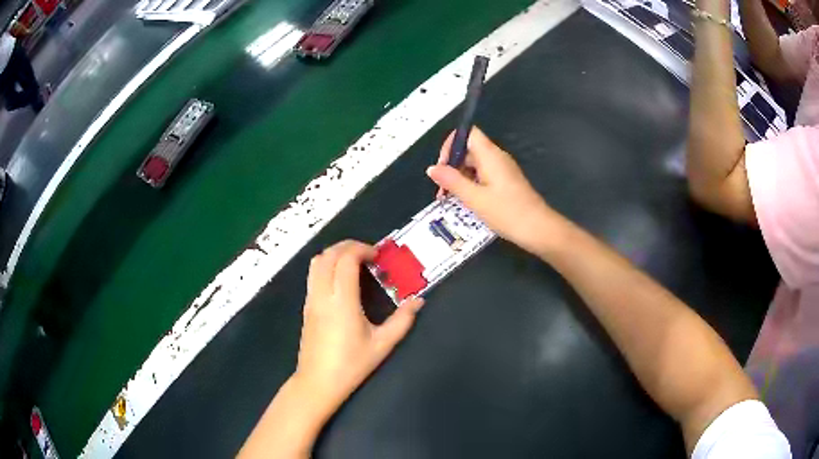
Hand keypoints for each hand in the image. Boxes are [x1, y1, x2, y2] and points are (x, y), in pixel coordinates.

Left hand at [293, 240, 423, 418]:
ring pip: (316, 262)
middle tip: (369, 254)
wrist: (318, 382)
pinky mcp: (306, 306)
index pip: (345, 260)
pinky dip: (326, 265)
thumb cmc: (351, 365)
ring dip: (335, 253)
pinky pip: (312, 275)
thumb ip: (402, 321)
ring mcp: (311, 299)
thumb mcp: (382, 345)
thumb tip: (419, 301)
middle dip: (348, 246)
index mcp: (342, 302)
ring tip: (355, 262)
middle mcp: (322, 295)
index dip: (361, 250)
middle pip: (328, 255)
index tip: (378, 256)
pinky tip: (341, 279)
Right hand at [427, 128, 557, 254]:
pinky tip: (465, 201)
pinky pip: (483, 175)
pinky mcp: (505, 182)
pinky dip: (471, 184)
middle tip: (442, 189)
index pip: (467, 133)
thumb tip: (432, 168)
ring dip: (459, 177)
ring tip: (449, 198)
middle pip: (469, 149)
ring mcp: (502, 170)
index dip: (451, 144)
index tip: (442, 166)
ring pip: (474, 164)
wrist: (538, 229)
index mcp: (490, 155)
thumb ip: (452, 181)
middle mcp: (496, 157)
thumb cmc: (507, 212)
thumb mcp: (474, 198)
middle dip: (451, 165)